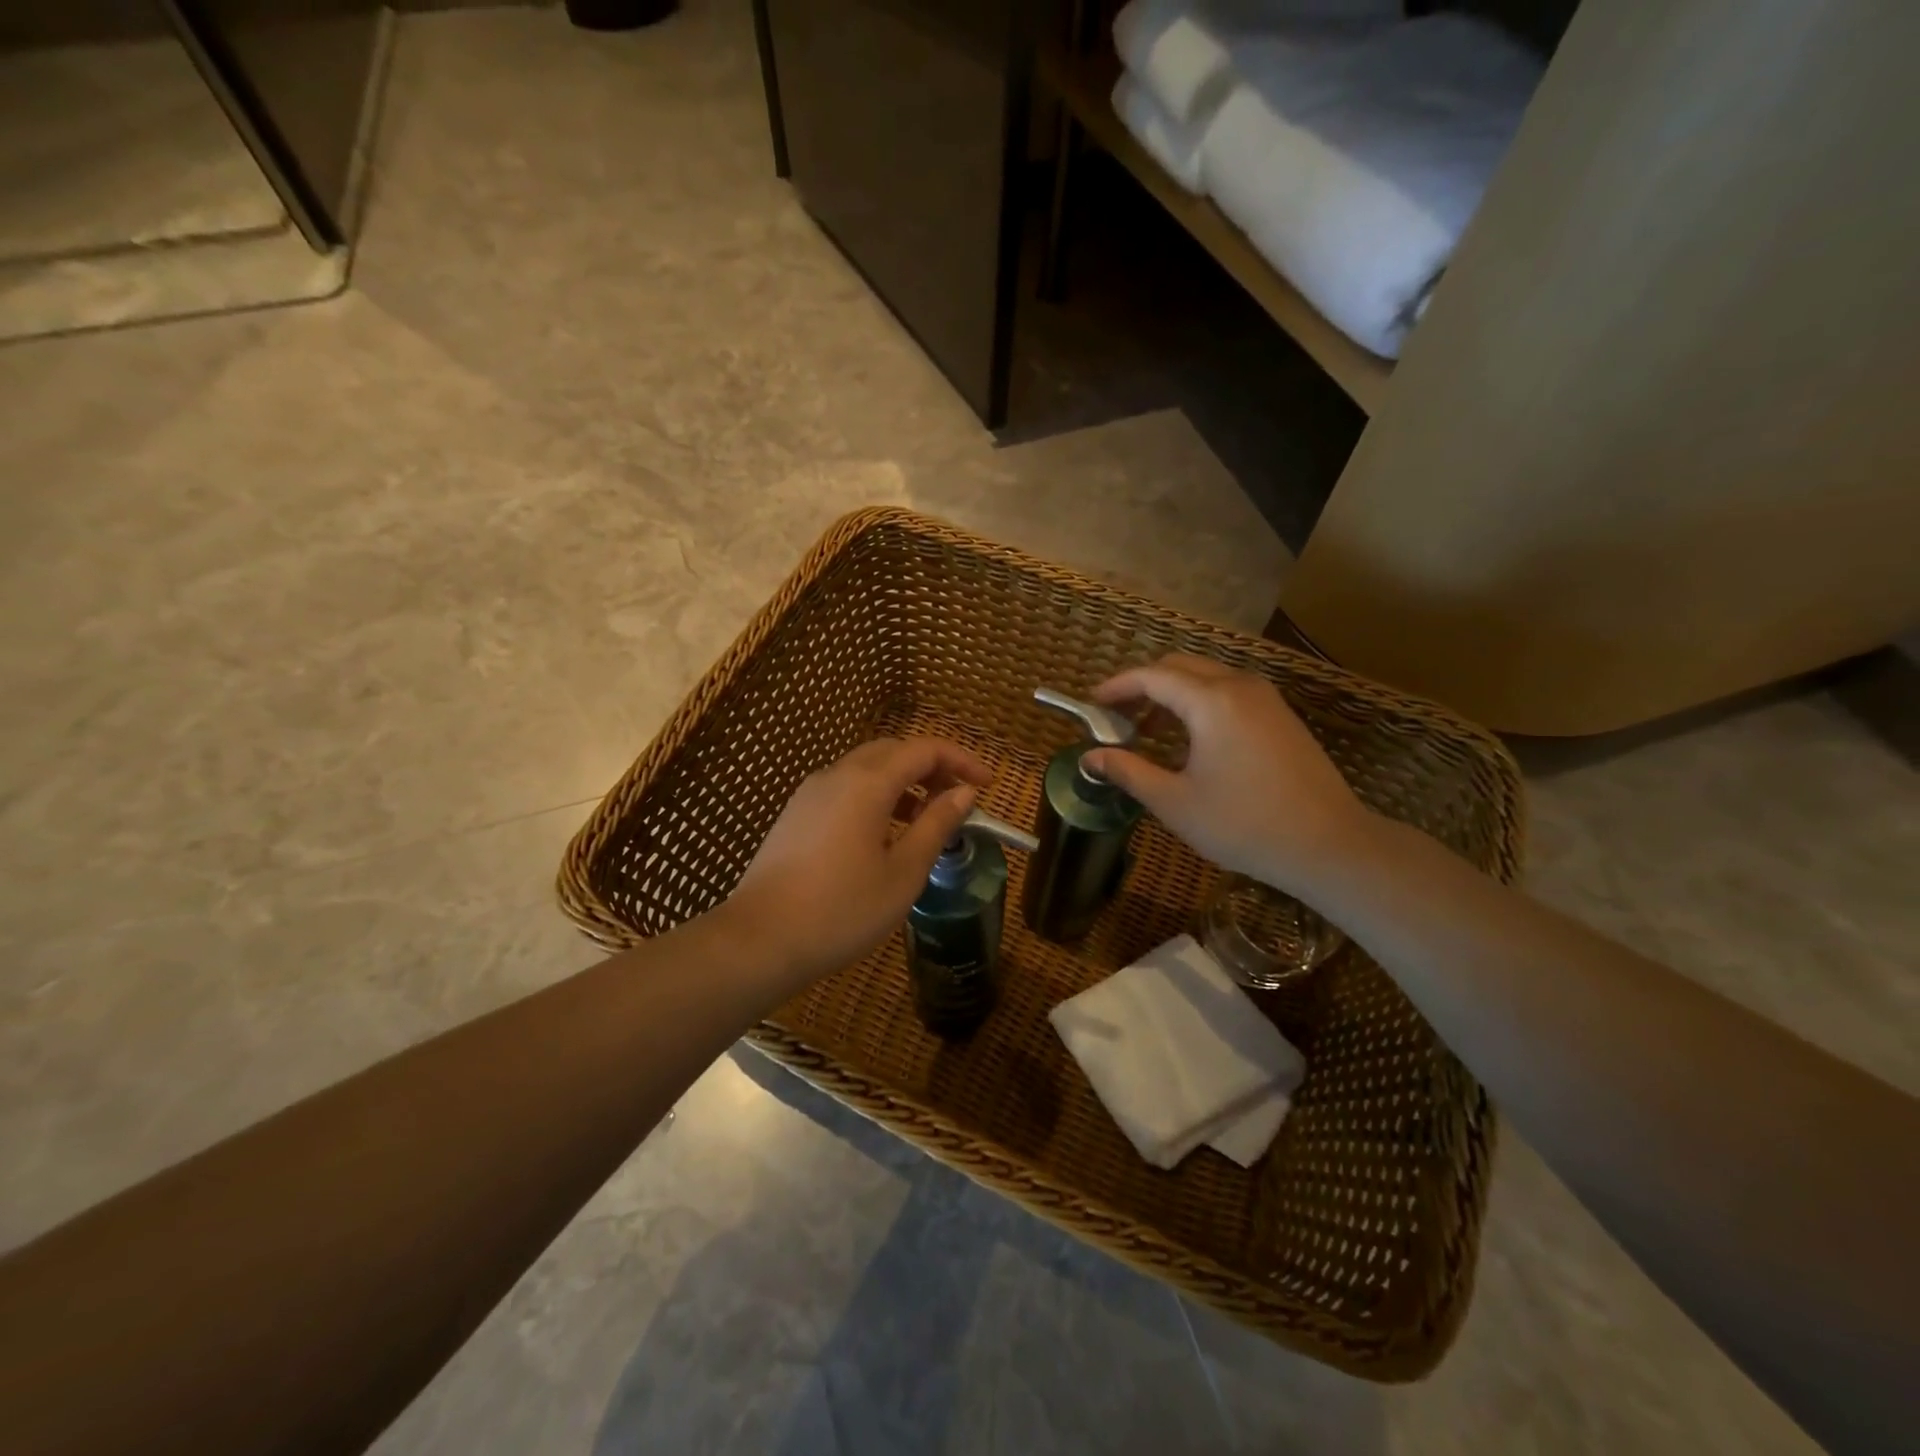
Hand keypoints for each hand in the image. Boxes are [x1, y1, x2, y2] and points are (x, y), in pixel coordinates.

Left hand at [724, 737, 992, 987]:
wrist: (759, 940)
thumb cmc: (842, 910)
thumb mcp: (903, 873)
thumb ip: (936, 826)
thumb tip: (964, 793)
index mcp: (867, 783)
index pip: (924, 750)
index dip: (961, 760)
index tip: (987, 784)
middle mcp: (837, 775)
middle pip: (893, 751)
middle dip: (932, 766)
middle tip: (960, 796)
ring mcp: (811, 793)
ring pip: (866, 768)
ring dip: (903, 782)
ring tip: (928, 817)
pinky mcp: (796, 814)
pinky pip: (845, 789)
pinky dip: (876, 796)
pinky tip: (885, 833)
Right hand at [1083, 654, 1372, 897]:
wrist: (1328, 844)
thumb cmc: (1244, 824)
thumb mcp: (1175, 802)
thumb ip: (1128, 771)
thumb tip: (1089, 757)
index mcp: (1211, 701)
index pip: (1151, 676)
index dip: (1116, 687)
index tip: (1092, 704)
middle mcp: (1239, 686)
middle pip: (1179, 666)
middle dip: (1142, 685)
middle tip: (1116, 718)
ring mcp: (1266, 698)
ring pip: (1206, 676)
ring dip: (1172, 693)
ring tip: (1148, 730)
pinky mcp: (1281, 715)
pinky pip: (1229, 691)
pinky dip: (1199, 701)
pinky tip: (1190, 738)